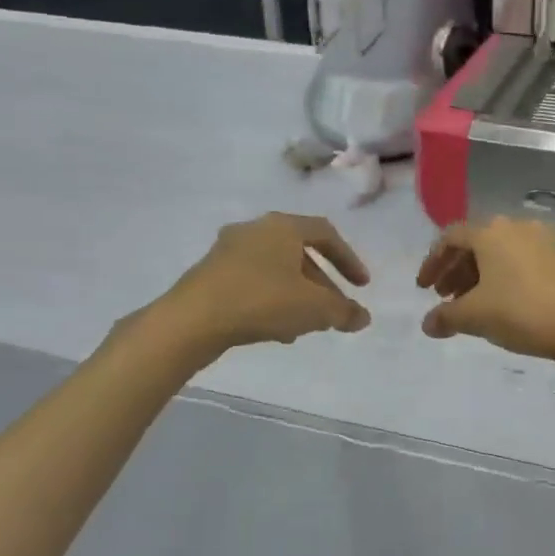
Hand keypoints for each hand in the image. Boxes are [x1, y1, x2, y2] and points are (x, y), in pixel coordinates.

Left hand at [160, 213, 370, 355]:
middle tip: (333, 311)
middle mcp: (255, 229)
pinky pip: (253, 282)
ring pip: (276, 270)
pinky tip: (276, 330)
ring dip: (297, 295)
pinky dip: (272, 299)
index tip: (361, 287)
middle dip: (321, 284)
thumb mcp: (314, 309)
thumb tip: (363, 318)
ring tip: (306, 325)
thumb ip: (343, 311)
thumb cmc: (261, 301)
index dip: (348, 260)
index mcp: (282, 226)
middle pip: (299, 253)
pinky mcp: (210, 273)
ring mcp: (228, 250)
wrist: (191, 320)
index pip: (326, 233)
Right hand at [417, 218, 554, 365]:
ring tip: (471, 305)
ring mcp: (541, 240)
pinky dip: (503, 277)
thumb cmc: (522, 312)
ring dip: (479, 275)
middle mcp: (515, 227)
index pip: (450, 238)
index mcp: (490, 232)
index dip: (432, 262)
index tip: (424, 289)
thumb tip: (428, 324)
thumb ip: (446, 317)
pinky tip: (501, 304)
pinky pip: (520, 261)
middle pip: (475, 244)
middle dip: (456, 270)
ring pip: (499, 253)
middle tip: (445, 297)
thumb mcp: (475, 316)